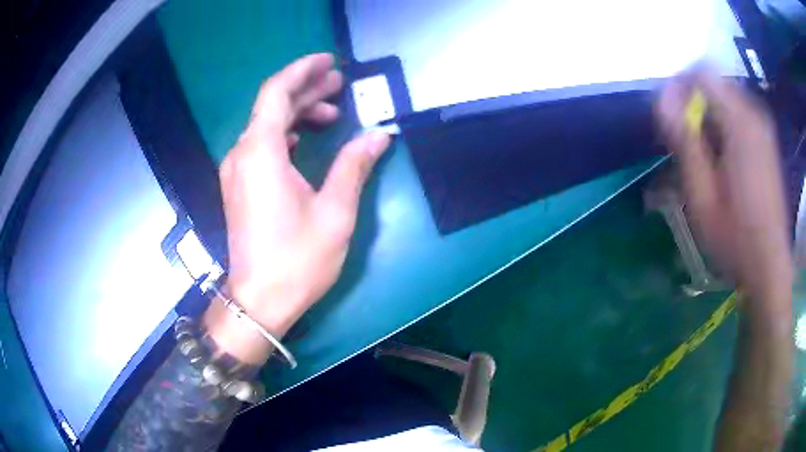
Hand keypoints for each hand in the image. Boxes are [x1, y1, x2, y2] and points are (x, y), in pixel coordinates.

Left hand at [205, 54, 390, 363]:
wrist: (259, 300)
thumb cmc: (297, 259)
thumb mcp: (334, 211)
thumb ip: (354, 165)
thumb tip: (378, 135)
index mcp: (261, 151)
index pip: (277, 92)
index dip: (302, 71)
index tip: (328, 61)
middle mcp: (242, 154)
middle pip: (272, 106)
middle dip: (306, 90)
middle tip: (340, 85)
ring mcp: (236, 171)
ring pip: (265, 125)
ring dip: (297, 113)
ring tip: (332, 112)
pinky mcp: (238, 186)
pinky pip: (260, 145)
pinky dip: (285, 134)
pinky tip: (304, 141)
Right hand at [656, 69, 791, 305]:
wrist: (769, 264)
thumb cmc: (735, 238)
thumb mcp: (702, 196)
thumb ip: (684, 141)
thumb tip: (661, 99)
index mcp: (740, 124)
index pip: (701, 73)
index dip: (679, 85)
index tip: (669, 115)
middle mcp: (754, 115)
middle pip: (713, 83)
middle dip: (694, 102)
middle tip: (685, 140)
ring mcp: (763, 127)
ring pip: (725, 97)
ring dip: (708, 115)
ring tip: (702, 153)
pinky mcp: (766, 139)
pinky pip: (738, 113)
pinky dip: (723, 124)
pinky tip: (721, 157)